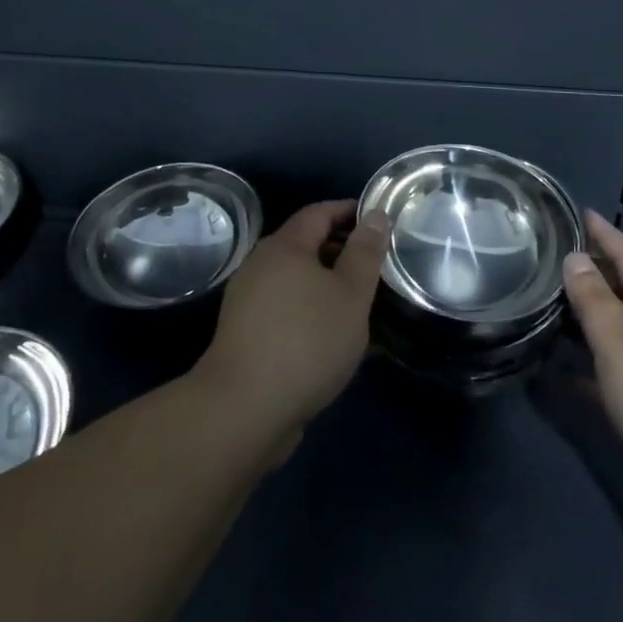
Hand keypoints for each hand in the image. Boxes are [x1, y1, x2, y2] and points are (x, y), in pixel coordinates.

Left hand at [194, 200, 386, 441]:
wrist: (243, 411)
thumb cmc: (306, 341)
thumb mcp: (351, 294)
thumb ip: (365, 252)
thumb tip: (376, 215)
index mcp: (284, 247)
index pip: (319, 212)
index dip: (350, 211)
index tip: (379, 221)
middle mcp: (260, 265)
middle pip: (305, 244)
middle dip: (341, 249)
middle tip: (376, 264)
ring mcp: (248, 301)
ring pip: (296, 279)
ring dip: (327, 283)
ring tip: (360, 302)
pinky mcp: (245, 334)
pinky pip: (286, 308)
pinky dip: (311, 309)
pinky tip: (331, 335)